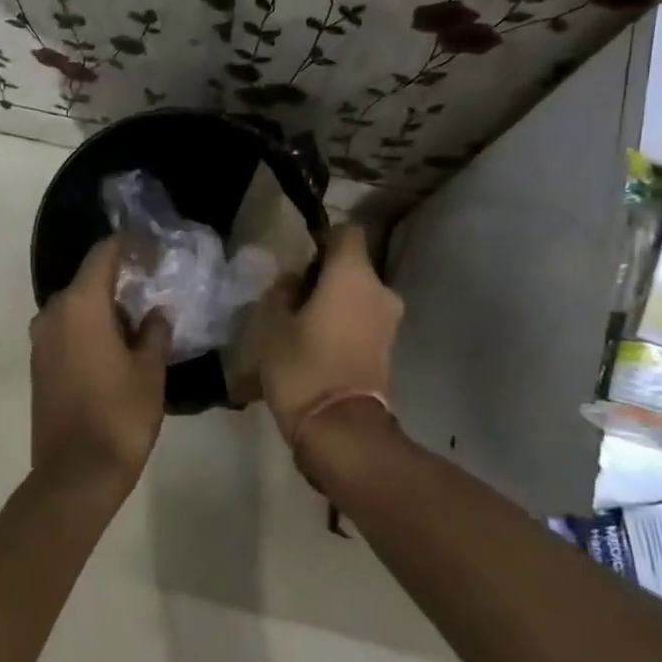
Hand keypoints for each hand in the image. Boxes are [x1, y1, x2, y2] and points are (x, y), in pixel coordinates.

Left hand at [30, 236, 170, 493]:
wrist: (75, 474)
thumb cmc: (120, 415)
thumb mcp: (150, 370)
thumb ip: (156, 331)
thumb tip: (156, 313)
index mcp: (80, 306)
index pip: (104, 255)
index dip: (130, 245)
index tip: (154, 249)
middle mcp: (52, 314)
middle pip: (88, 281)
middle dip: (121, 280)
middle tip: (155, 289)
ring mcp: (41, 341)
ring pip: (77, 307)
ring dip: (106, 308)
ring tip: (141, 323)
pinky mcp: (38, 365)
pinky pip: (67, 330)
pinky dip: (91, 329)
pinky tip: (117, 347)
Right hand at [257, 224, 403, 442]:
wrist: (341, 429)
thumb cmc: (302, 367)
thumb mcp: (272, 325)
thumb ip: (282, 292)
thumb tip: (293, 281)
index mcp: (353, 275)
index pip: (346, 232)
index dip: (322, 239)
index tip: (298, 262)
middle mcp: (380, 291)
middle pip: (353, 268)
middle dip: (325, 278)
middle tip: (293, 300)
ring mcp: (389, 323)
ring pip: (358, 298)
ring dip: (335, 305)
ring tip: (302, 328)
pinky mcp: (389, 350)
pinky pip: (363, 323)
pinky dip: (344, 327)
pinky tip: (317, 348)